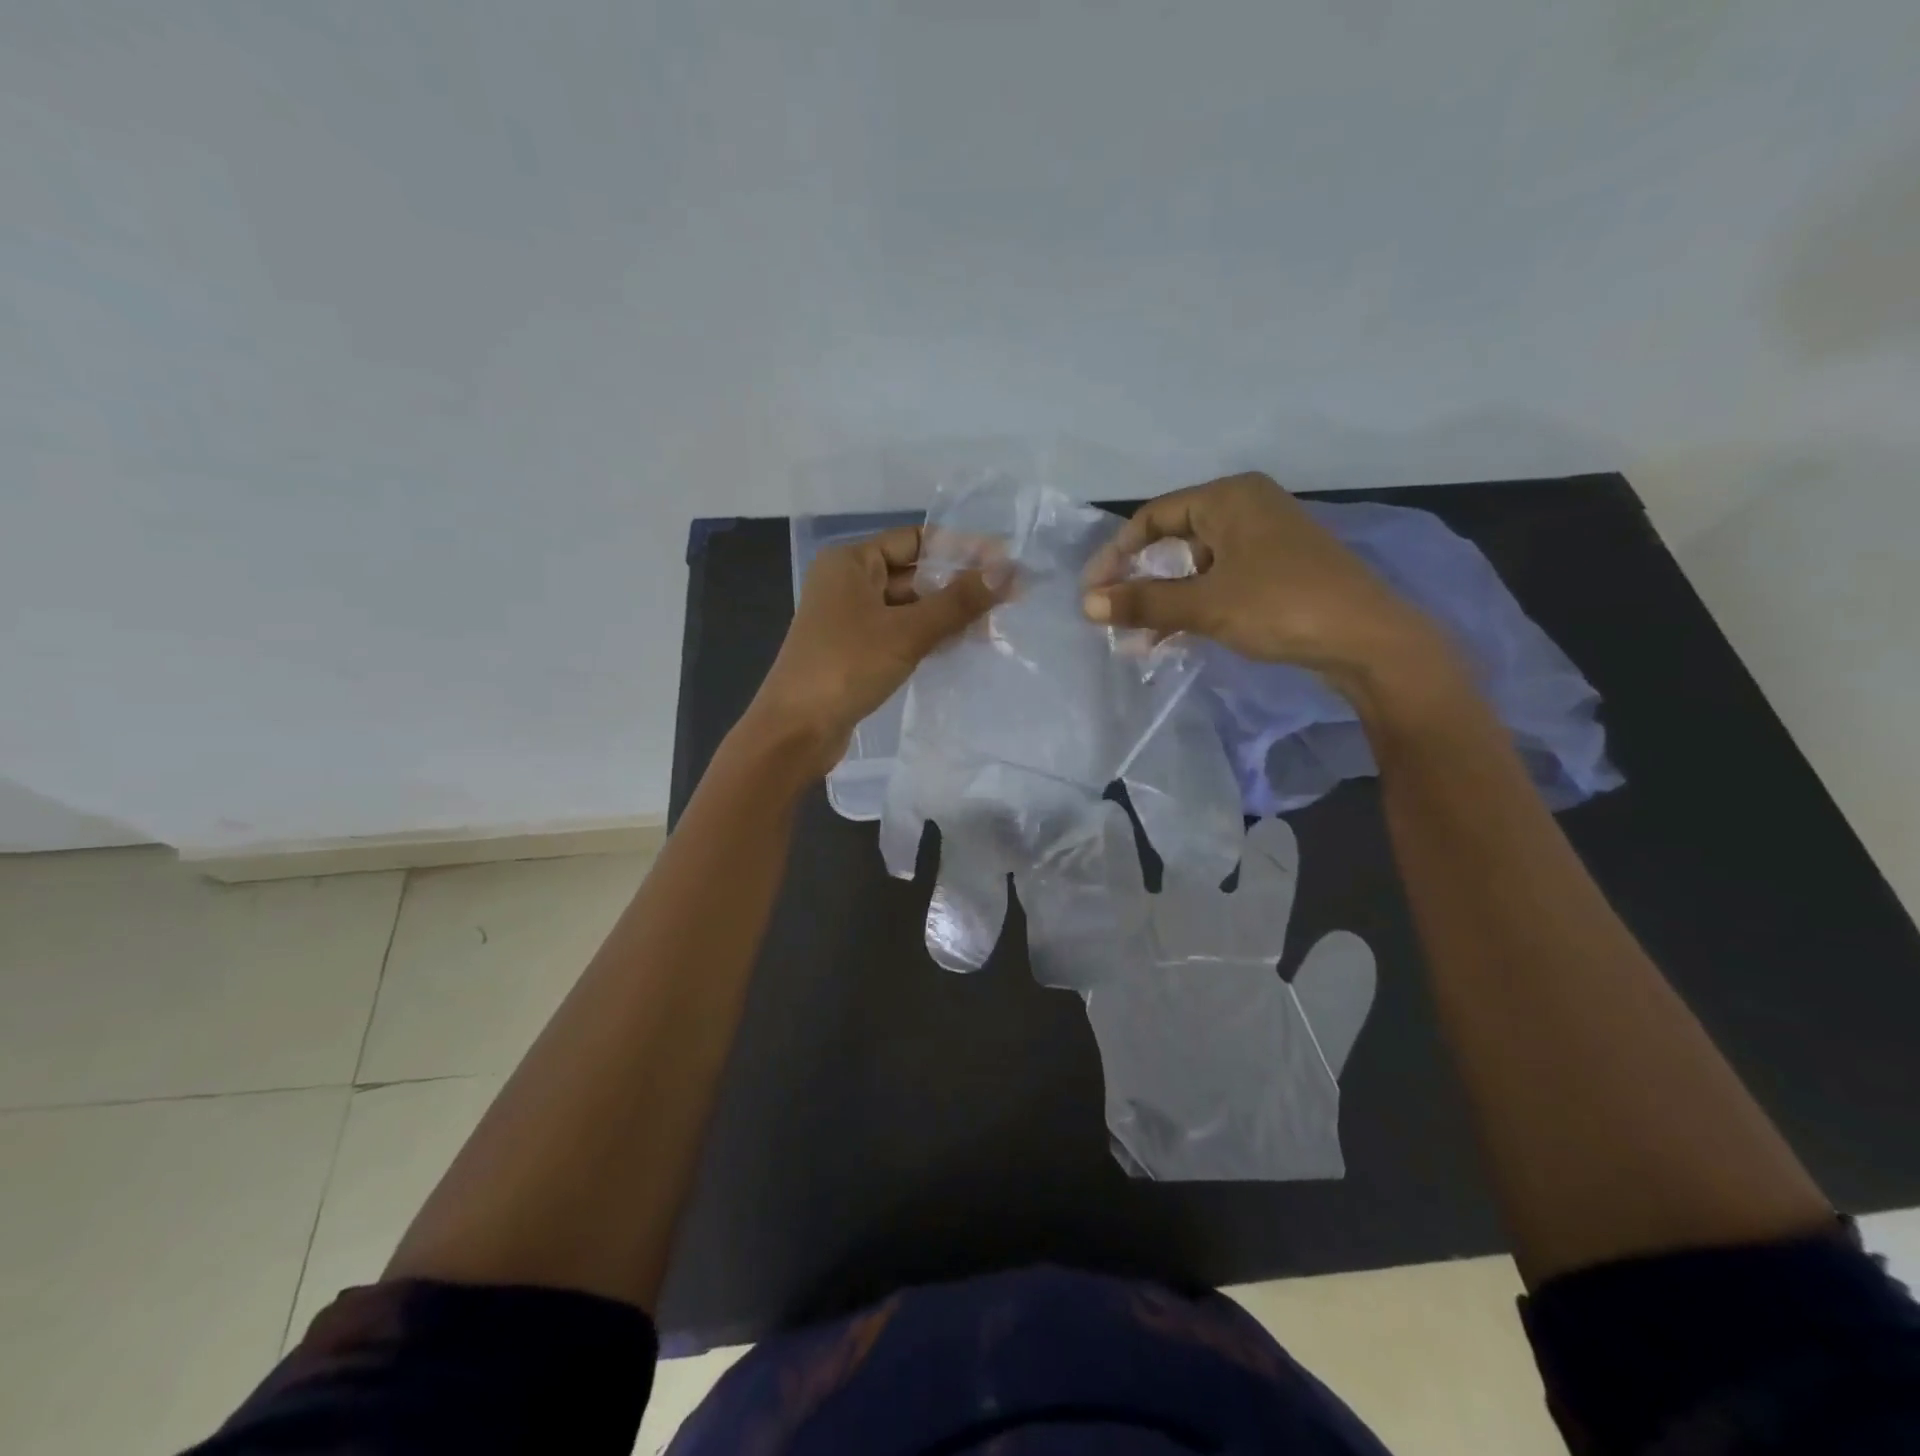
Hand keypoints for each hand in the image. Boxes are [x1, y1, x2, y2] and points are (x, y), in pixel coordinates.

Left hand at [746, 525, 1005, 776]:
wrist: (796, 730)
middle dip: (958, 587)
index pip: (916, 540)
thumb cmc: (846, 667)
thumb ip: (958, 601)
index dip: (961, 549)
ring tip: (994, 627)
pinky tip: (962, 647)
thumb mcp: (907, 632)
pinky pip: (900, 633)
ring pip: (909, 607)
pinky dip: (929, 637)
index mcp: (851, 561)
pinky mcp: (856, 651)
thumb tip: (1009, 570)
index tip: (1004, 563)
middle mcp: (848, 583)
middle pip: (914, 574)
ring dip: (947, 615)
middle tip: (1009, 600)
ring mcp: (850, 619)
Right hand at [1081, 473, 1453, 702]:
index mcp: (1228, 498)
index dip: (1116, 554)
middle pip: (1172, 540)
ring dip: (1163, 601)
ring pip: (1195, 567)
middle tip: (1111, 615)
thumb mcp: (1205, 604)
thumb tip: (1086, 604)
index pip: (1152, 517)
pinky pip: (1218, 582)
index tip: (1092, 591)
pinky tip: (1171, 639)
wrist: (1369, 640)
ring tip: (1135, 640)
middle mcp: (1245, 509)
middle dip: (1139, 581)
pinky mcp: (1276, 571)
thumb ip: (1143, 602)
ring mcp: (1263, 541)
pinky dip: (1192, 606)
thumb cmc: (1281, 606)